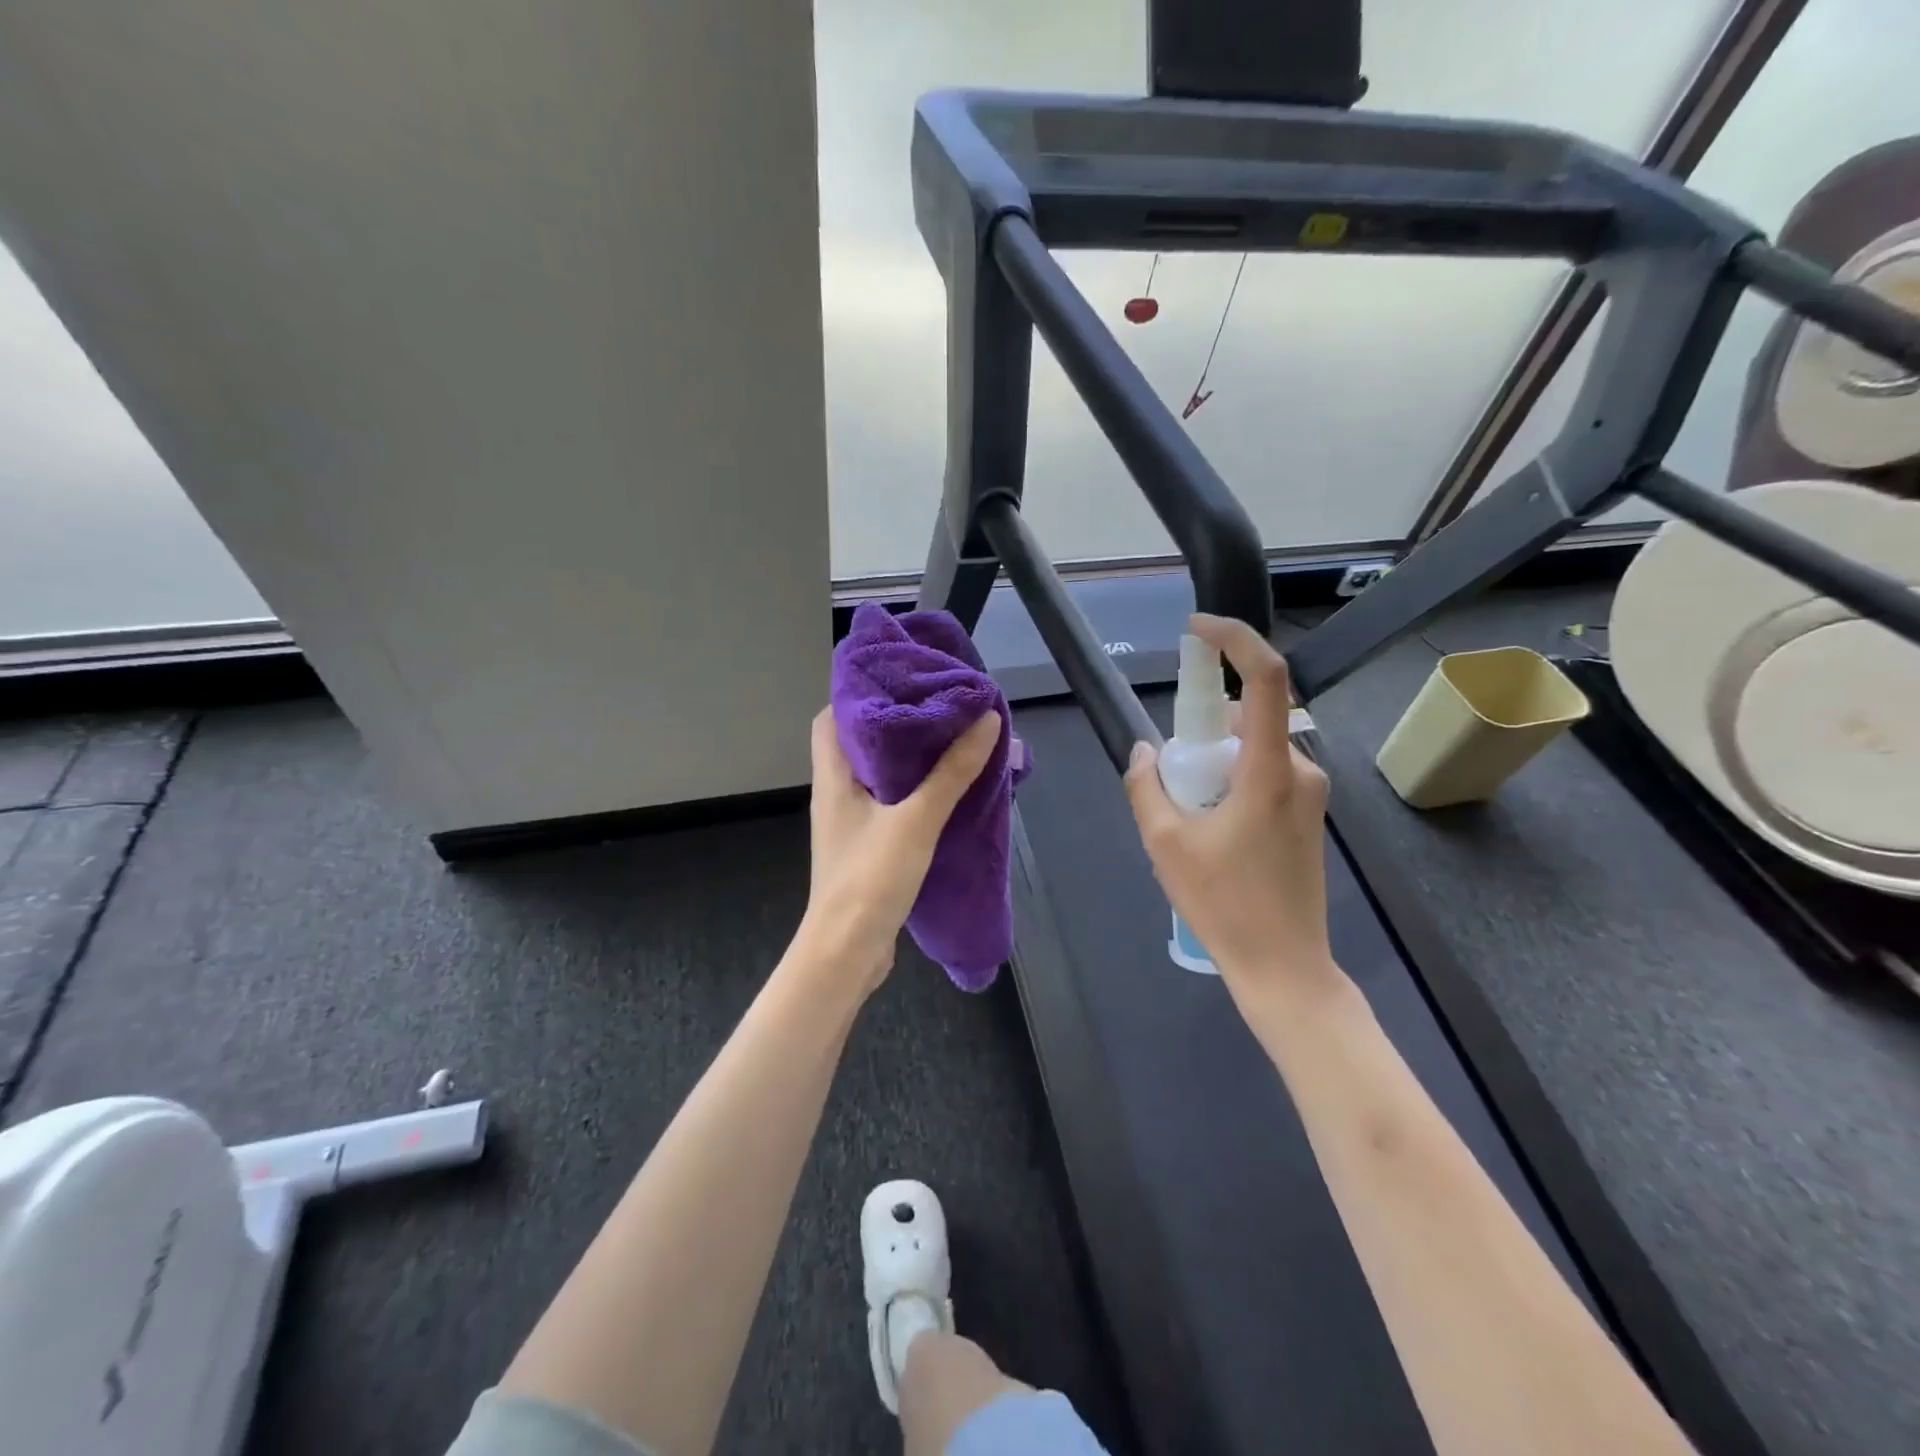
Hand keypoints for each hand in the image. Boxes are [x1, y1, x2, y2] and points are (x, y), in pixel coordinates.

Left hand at [797, 705, 1002, 992]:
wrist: (847, 953)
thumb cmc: (870, 879)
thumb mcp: (916, 820)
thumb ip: (951, 771)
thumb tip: (986, 719)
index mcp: (833, 777)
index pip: (831, 716)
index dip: (860, 692)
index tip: (902, 679)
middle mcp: (835, 793)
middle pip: (858, 741)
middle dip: (896, 721)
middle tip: (939, 705)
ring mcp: (850, 822)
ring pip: (877, 774)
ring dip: (909, 757)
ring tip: (950, 738)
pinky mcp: (866, 846)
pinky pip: (889, 803)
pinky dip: (914, 790)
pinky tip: (946, 789)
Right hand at [1123, 614, 1336, 1007]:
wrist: (1284, 966)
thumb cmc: (1224, 905)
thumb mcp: (1165, 844)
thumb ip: (1147, 786)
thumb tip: (1145, 751)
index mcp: (1269, 771)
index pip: (1267, 679)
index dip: (1235, 640)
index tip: (1197, 629)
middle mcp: (1300, 770)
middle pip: (1250, 717)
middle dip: (1205, 728)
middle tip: (1174, 776)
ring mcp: (1309, 793)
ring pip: (1254, 747)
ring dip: (1216, 760)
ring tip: (1190, 815)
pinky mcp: (1308, 813)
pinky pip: (1265, 772)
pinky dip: (1232, 779)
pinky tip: (1212, 828)